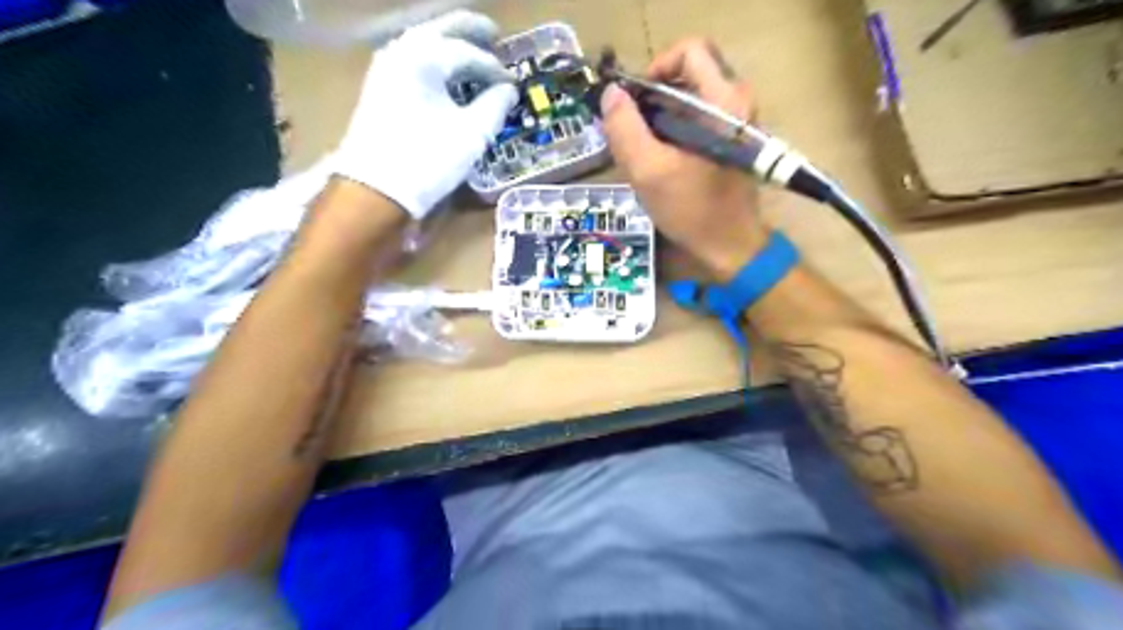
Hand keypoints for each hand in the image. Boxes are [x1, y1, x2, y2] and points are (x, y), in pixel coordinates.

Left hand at [333, 10, 516, 220]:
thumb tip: (508, 91)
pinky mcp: (379, 88)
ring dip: (450, 44)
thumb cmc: (429, 159)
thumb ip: (495, 106)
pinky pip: (412, 60)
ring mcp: (385, 67)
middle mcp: (401, 51)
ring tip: (473, 52)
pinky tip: (446, 74)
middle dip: (470, 32)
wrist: (376, 188)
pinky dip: (434, 60)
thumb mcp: (472, 134)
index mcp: (425, 57)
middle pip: (441, 30)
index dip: (494, 69)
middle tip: (495, 35)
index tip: (513, 85)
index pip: (468, 53)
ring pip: (424, 43)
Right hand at [601, 41, 767, 280]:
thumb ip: (624, 129)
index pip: (689, 51)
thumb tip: (611, 95)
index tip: (637, 102)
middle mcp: (736, 103)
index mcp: (723, 102)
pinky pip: (696, 119)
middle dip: (653, 98)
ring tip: (643, 151)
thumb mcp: (648, 172)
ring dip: (660, 118)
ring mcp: (735, 123)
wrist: (730, 247)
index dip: (656, 68)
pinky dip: (672, 131)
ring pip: (689, 99)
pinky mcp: (729, 141)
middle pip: (687, 74)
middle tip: (634, 130)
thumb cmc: (692, 211)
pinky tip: (659, 161)